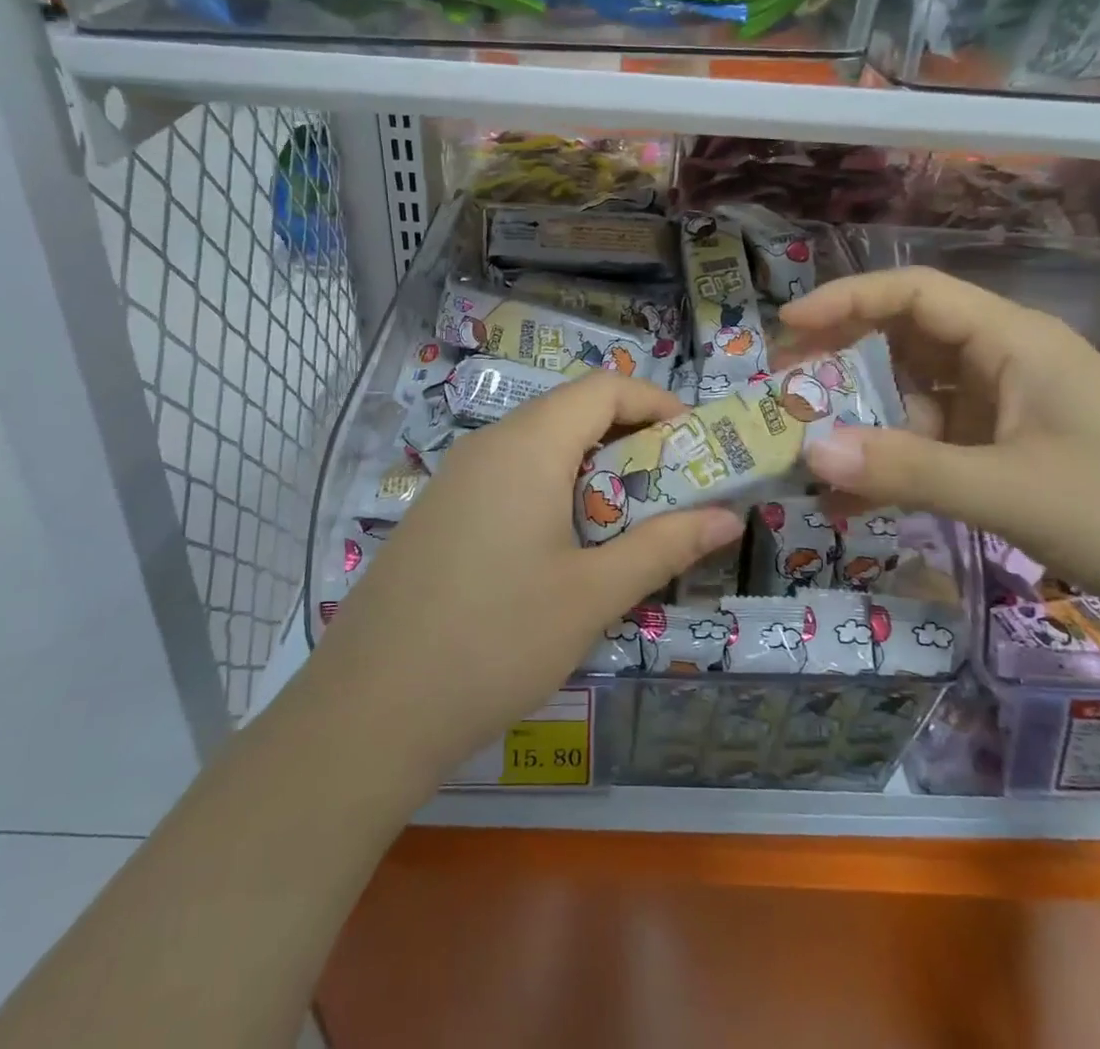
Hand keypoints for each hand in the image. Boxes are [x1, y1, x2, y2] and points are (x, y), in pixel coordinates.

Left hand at [299, 372, 743, 786]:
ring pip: (539, 448)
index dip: (656, 403)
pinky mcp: (439, 513)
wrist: (370, 710)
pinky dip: (551, 493)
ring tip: (625, 525)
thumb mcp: (593, 594)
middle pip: (571, 413)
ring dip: (591, 472)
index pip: (603, 388)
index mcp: (528, 445)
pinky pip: (508, 478)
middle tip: (671, 491)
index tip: (696, 444)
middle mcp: (488, 445)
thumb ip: (665, 546)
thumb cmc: (497, 640)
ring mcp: (456, 478)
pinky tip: (562, 552)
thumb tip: (729, 518)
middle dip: (630, 441)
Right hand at [778, 267, 1099, 644]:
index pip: (913, 294)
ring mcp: (1014, 411)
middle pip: (907, 343)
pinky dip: (900, 465)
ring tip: (810, 462)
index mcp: (1012, 342)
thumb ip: (904, 471)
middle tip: (785, 398)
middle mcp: (1007, 364)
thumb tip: (807, 454)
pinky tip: (859, 505)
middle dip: (842, 365)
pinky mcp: (1019, 455)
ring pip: (919, 401)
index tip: (786, 331)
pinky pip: (941, 446)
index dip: (845, 301)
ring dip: (867, 426)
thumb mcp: (1010, 492)